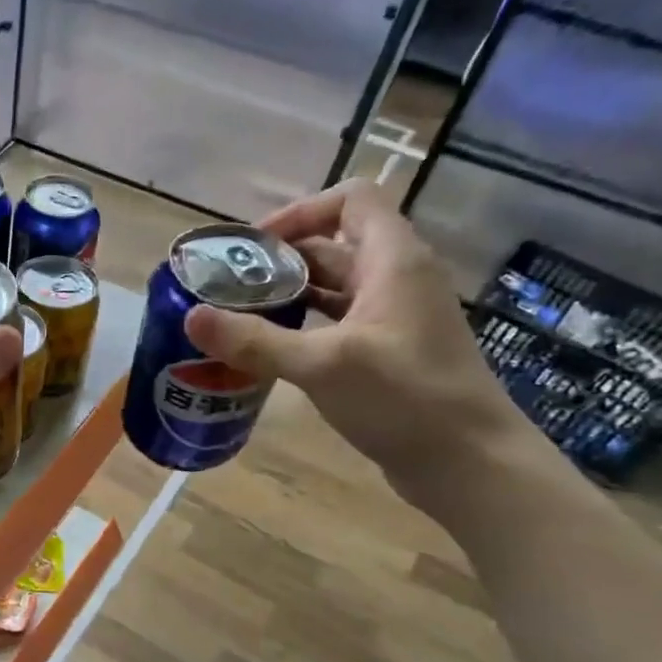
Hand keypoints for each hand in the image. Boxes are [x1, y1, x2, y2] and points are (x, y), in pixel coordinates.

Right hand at [184, 182, 540, 505]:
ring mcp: (394, 317)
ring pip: (334, 288)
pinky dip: (304, 327)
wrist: (469, 462)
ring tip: (238, 317)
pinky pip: (338, 323)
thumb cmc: (405, 399)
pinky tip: (271, 351)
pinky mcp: (388, 352)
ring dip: (289, 295)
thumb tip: (192, 316)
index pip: (351, 198)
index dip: (301, 212)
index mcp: (393, 260)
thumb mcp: (322, 366)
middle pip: (334, 244)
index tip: (255, 247)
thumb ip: (255, 340)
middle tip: (229, 287)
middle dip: (280, 260)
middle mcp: (397, 278)